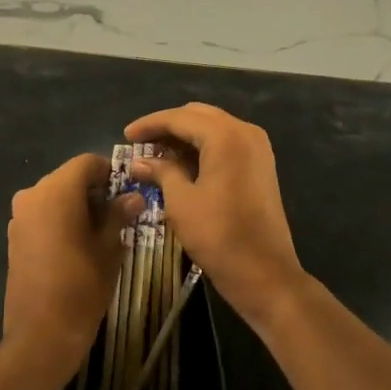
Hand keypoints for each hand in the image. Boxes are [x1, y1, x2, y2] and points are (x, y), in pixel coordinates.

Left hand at [3, 154, 133, 382]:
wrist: (41, 334)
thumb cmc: (81, 285)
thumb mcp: (108, 248)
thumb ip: (118, 215)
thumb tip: (133, 198)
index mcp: (56, 191)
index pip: (86, 163)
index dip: (109, 172)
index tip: (127, 191)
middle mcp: (33, 195)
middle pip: (68, 177)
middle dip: (94, 190)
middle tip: (119, 213)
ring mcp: (19, 216)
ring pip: (54, 196)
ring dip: (77, 205)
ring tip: (100, 232)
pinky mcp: (14, 237)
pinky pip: (42, 215)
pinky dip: (60, 219)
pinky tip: (77, 244)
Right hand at [124, 103, 307, 332]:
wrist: (265, 273)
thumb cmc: (218, 236)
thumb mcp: (181, 202)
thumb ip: (161, 172)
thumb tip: (139, 162)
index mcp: (225, 136)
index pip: (179, 118)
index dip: (150, 124)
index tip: (126, 136)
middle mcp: (245, 132)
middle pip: (198, 116)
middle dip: (168, 126)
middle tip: (141, 143)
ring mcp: (257, 147)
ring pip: (213, 127)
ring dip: (185, 136)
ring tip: (156, 153)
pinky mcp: (261, 164)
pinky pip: (226, 142)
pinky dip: (203, 147)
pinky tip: (181, 163)